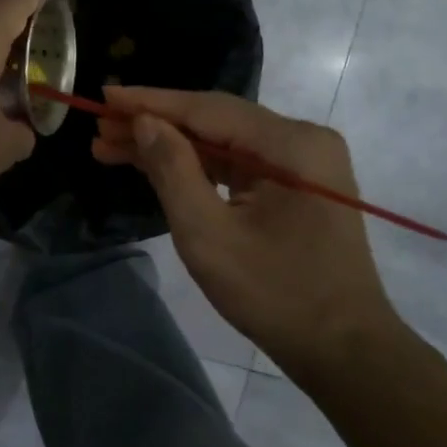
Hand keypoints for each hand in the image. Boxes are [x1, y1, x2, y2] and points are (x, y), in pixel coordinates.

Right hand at [91, 86, 403, 372]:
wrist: (345, 350)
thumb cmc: (275, 295)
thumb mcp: (209, 235)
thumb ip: (173, 170)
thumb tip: (144, 122)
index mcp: (291, 144)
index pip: (207, 109)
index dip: (150, 102)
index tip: (104, 96)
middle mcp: (302, 139)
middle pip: (215, 120)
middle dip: (155, 125)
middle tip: (101, 131)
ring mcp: (304, 161)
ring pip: (223, 140)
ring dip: (171, 145)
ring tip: (113, 147)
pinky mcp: (298, 183)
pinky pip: (238, 162)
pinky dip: (197, 165)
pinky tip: (156, 165)